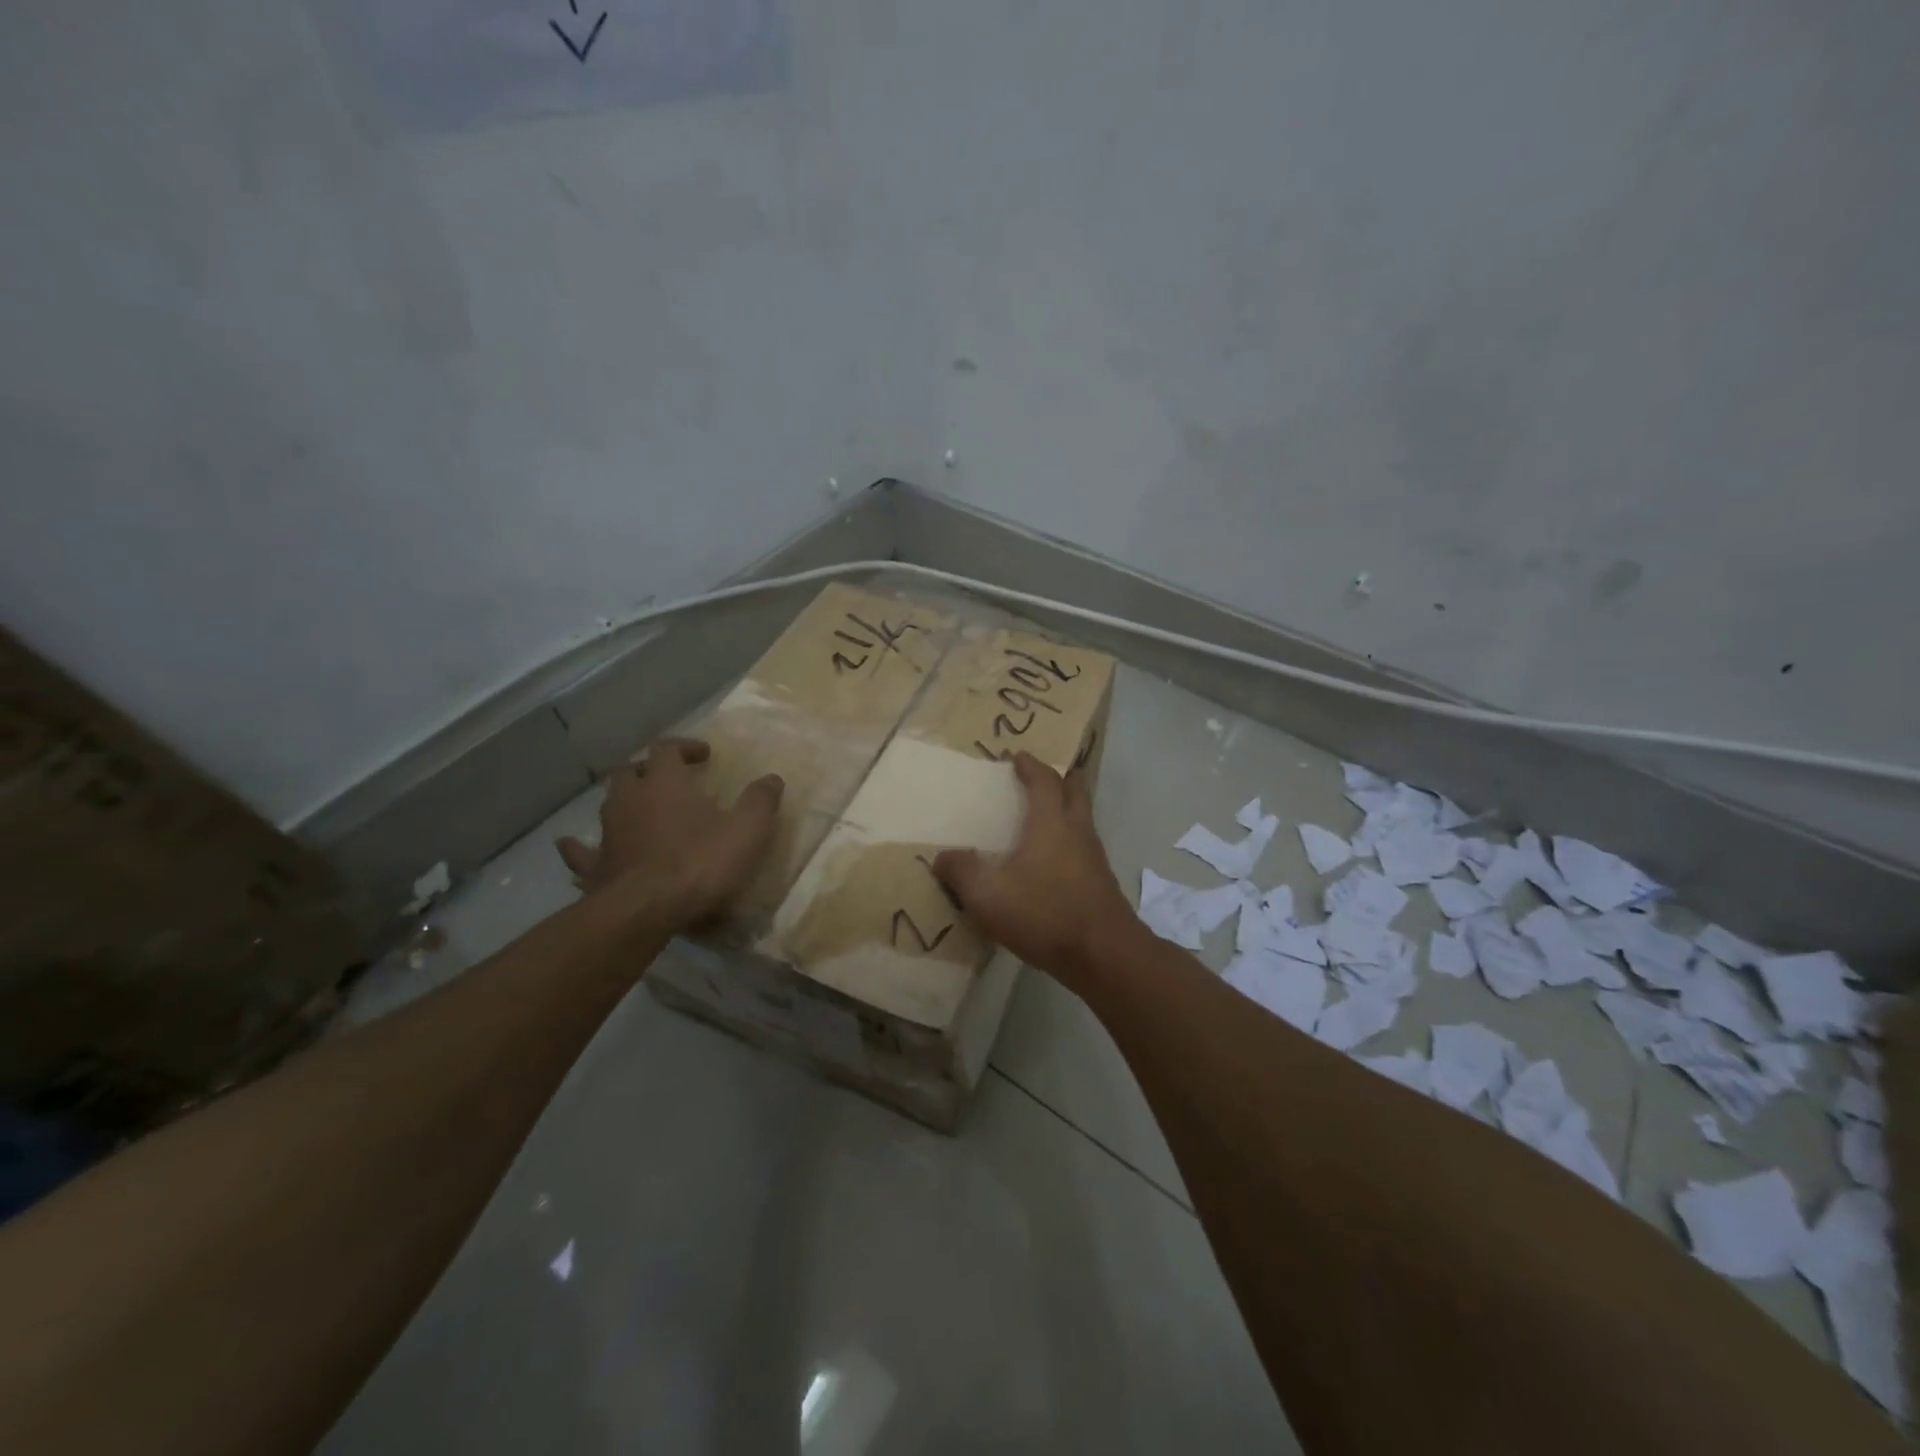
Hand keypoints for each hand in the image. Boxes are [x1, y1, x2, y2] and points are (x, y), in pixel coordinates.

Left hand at [557, 738, 782, 924]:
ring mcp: (608, 831)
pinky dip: (580, 846)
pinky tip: (572, 846)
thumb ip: (760, 801)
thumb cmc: (700, 862)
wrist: (646, 909)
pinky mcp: (596, 865)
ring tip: (639, 807)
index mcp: (665, 782)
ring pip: (609, 803)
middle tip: (671, 780)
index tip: (704, 756)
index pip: (668, 748)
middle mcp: (630, 798)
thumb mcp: (746, 829)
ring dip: (625, 800)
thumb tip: (772, 778)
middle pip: (632, 770)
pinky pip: (581, 851)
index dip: (685, 747)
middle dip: (651, 770)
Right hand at [933, 752, 1133, 984]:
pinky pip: (1084, 848)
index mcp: (1051, 823)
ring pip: (1083, 820)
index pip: (1044, 781)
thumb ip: (961, 871)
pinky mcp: (1101, 884)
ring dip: (1068, 809)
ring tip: (1047, 815)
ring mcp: (1094, 858)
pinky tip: (1054, 862)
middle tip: (1044, 774)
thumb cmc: (1044, 913)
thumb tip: (942, 857)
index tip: (1019, 756)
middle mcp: (1077, 831)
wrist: (1103, 954)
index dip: (1031, 765)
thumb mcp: (988, 894)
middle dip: (1061, 778)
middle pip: (1075, 791)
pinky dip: (1070, 840)